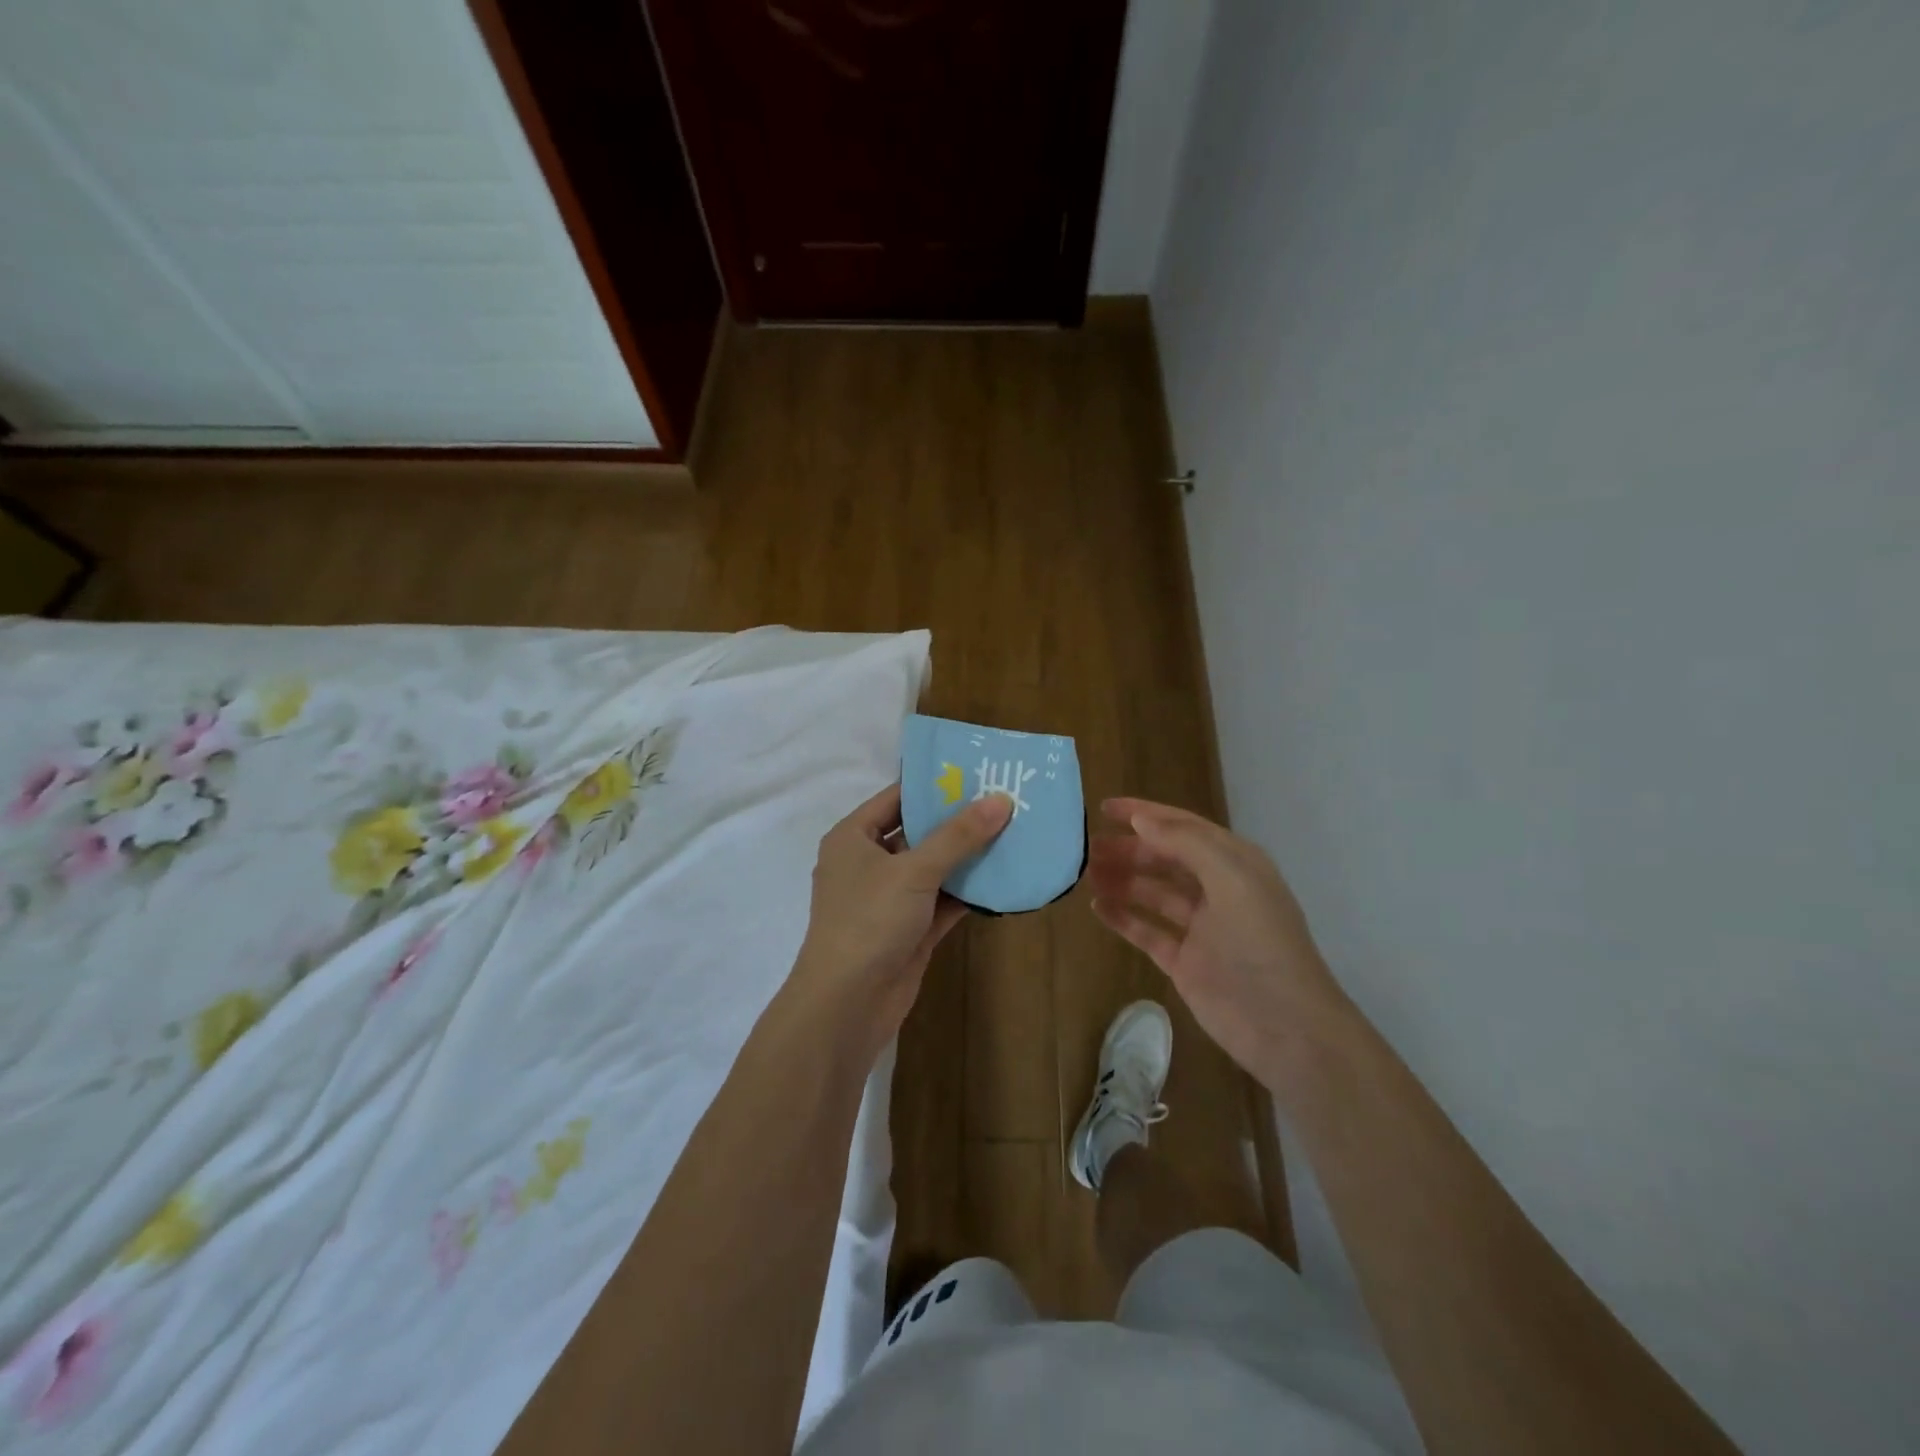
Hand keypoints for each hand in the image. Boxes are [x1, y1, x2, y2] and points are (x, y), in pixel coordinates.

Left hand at [793, 783, 1012, 1045]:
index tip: (975, 771)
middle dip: (958, 821)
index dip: (933, 784)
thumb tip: (1000, 800)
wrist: (847, 1004)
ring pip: (933, 869)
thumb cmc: (869, 921)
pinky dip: (968, 892)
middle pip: (917, 832)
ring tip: (1013, 832)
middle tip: (1003, 799)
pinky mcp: (909, 930)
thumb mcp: (914, 870)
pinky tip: (1003, 878)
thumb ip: (958, 836)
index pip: (896, 798)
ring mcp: (889, 899)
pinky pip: (942, 901)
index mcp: (853, 838)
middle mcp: (868, 864)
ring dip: (967, 857)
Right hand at [1088, 797, 1349, 1088]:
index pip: (1182, 827)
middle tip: (1086, 847)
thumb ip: (1186, 843)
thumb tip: (1142, 820)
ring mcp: (1200, 928)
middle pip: (1164, 859)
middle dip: (1128, 849)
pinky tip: (1098, 908)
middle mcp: (1217, 889)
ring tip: (1085, 874)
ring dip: (1122, 880)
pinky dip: (1124, 918)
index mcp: (1234, 863)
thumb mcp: (1232, 879)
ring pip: (1153, 893)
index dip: (1144, 814)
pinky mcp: (1185, 961)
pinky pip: (1148, 931)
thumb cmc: (1261, 943)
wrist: (1286, 1027)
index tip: (1103, 807)